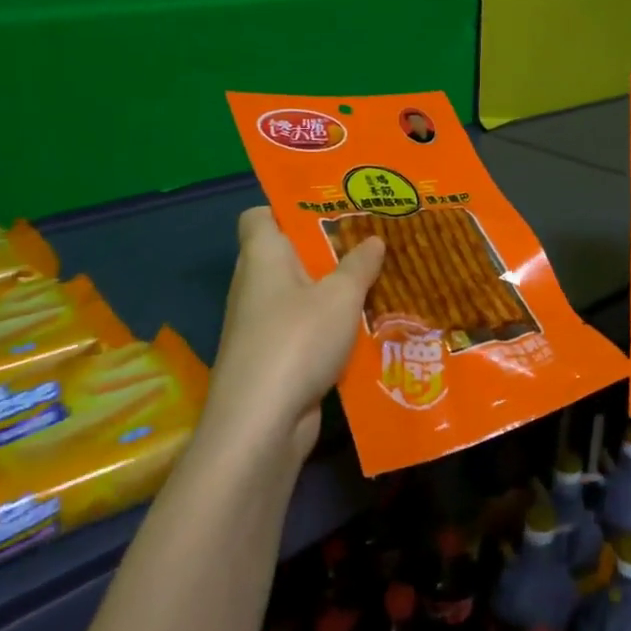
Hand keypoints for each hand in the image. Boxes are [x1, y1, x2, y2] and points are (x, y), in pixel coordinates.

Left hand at [200, 207, 384, 467]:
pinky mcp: (273, 356)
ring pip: (300, 294)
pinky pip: (305, 327)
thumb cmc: (297, 340)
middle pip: (287, 254)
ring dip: (333, 290)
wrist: (261, 422)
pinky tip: (364, 326)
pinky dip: (330, 325)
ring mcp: (261, 323)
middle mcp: (255, 283)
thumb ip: (359, 265)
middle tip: (370, 242)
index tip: (330, 210)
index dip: (289, 208)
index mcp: (262, 255)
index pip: (260, 215)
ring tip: (376, 280)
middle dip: (327, 249)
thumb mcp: (341, 296)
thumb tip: (373, 239)